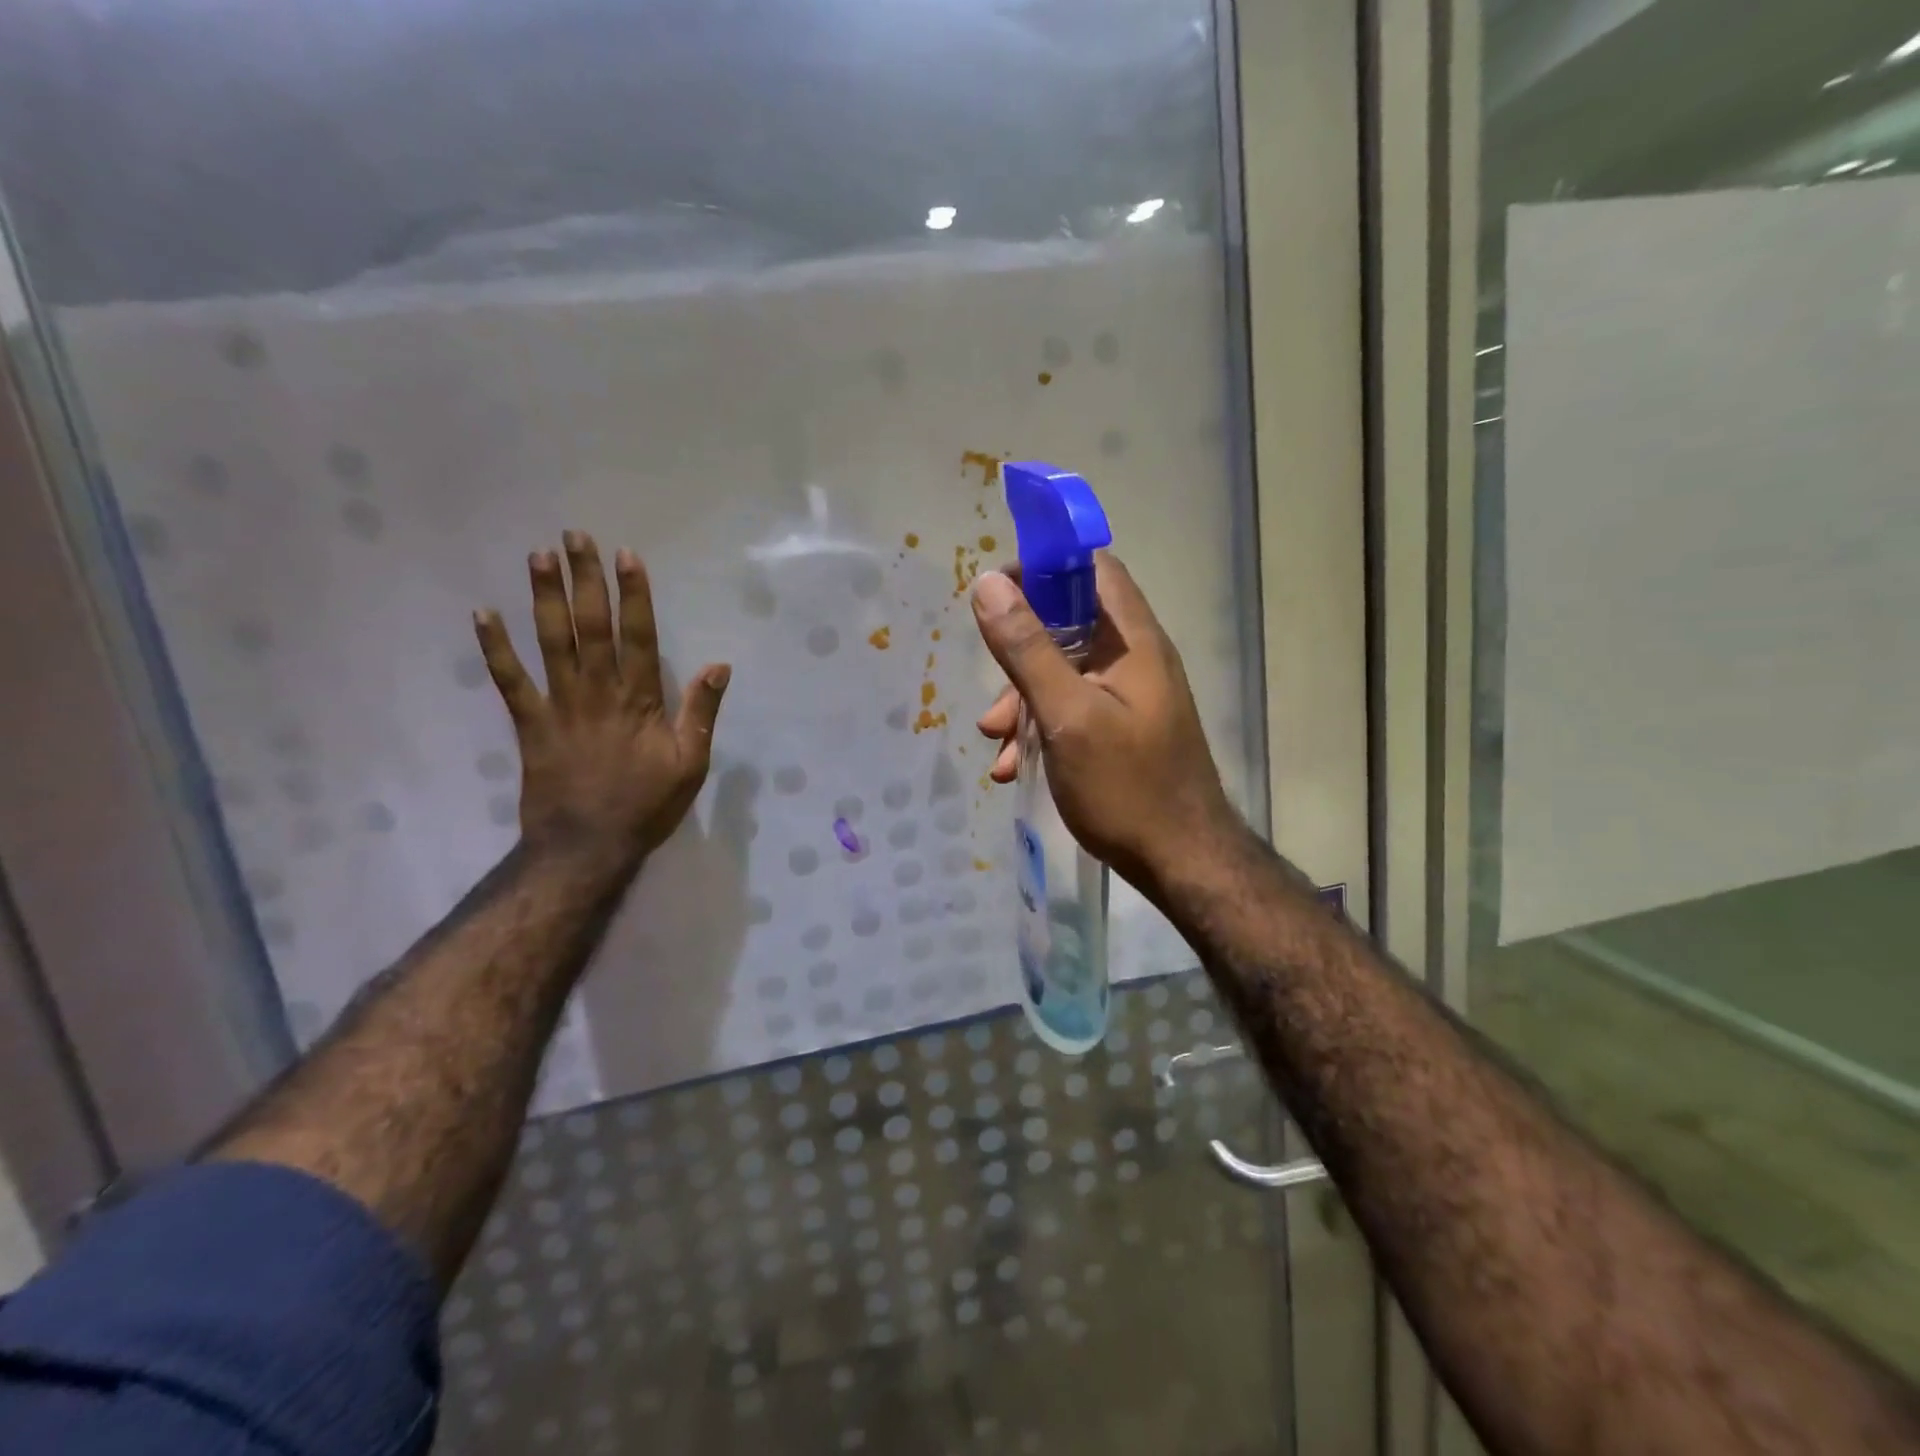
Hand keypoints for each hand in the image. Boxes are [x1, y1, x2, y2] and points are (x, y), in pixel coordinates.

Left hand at [473, 532, 730, 866]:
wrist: (587, 847)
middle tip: (575, 537)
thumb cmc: (646, 806)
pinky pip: (509, 681)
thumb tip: (719, 666)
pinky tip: (483, 615)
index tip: (626, 556)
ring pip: (551, 643)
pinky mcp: (530, 724)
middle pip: (591, 627)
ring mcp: (560, 706)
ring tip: (538, 557)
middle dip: (585, 580)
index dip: (634, 595)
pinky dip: (495, 648)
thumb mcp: (691, 765)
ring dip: (544, 598)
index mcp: (640, 702)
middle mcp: (598, 693)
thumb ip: (701, 713)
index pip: (639, 637)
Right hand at [972, 552, 1235, 889]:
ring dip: (1021, 699)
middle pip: (1069, 623)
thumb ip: (1027, 649)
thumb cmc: (1127, 786)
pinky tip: (1013, 767)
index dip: (1043, 569)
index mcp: (1132, 640)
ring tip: (996, 741)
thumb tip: (987, 584)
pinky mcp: (1120, 730)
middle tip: (990, 685)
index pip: (1091, 568)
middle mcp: (1134, 659)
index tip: (996, 596)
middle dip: (1019, 652)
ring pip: (1063, 673)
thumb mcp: (1067, 715)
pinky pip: (1070, 710)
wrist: (1181, 862)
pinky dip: (1038, 728)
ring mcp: (1128, 697)